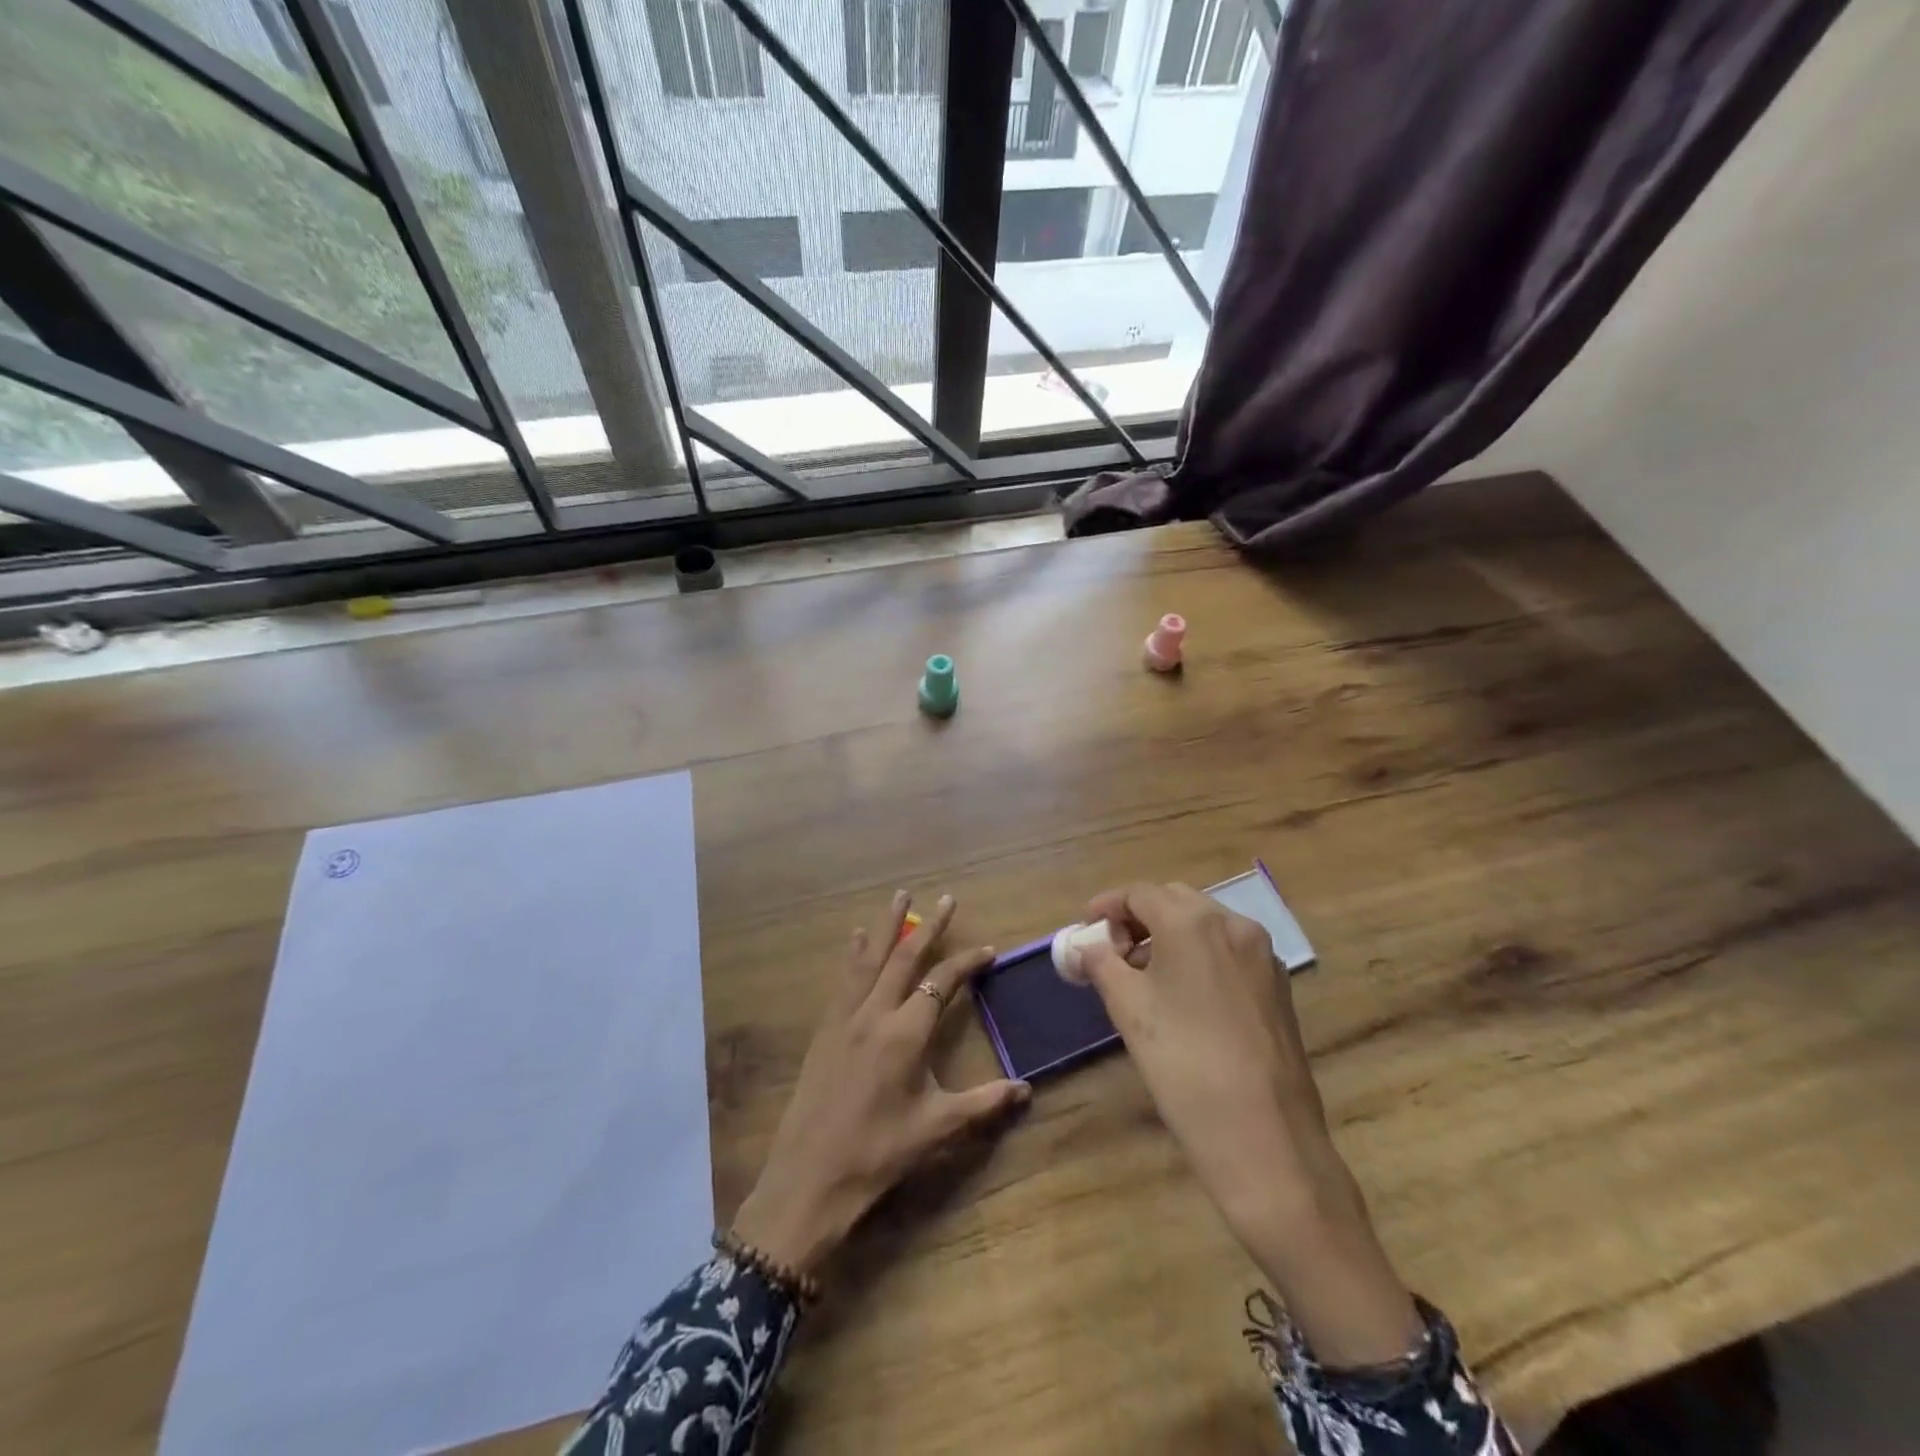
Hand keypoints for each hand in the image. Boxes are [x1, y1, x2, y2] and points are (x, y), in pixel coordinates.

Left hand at [732, 891, 1029, 1276]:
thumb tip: (1027, 1089)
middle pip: (904, 957)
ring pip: (869, 959)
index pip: (941, 983)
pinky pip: (844, 980)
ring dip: (886, 925)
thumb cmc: (878, 1154)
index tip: (987, 950)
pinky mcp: (825, 1029)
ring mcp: (845, 1018)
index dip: (967, 963)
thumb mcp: (937, 1129)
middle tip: (945, 897)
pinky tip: (855, 940)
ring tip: (898, 896)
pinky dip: (854, 954)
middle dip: (928, 926)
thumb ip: (984, 1104)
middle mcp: (874, 1014)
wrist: (809, 1178)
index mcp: (905, 1034)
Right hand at [1079, 882, 1420, 1366]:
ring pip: (1204, 925)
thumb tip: (1086, 944)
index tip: (1085, 930)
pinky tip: (1183, 996)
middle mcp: (1233, 924)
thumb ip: (1101, 962)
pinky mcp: (1278, 986)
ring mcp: (1262, 954)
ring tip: (1143, 977)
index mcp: (1192, 921)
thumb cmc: (1183, 1063)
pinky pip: (1228, 952)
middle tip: (1112, 953)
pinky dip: (1199, 957)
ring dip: (1169, 937)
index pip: (1139, 893)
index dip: (1106, 906)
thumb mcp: (1128, 1008)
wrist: (1264, 1137)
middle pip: (1174, 901)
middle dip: (1138, 919)